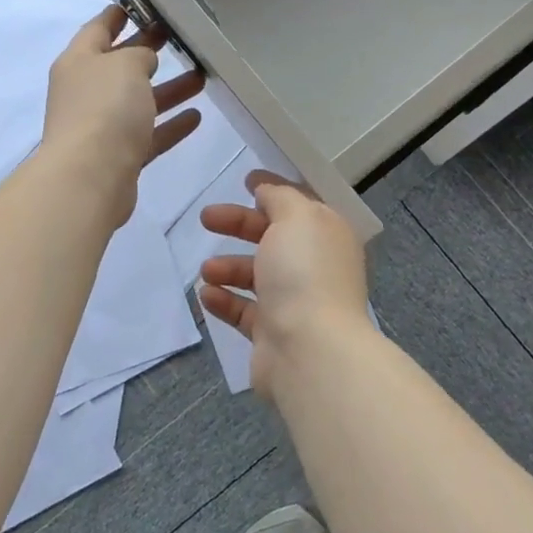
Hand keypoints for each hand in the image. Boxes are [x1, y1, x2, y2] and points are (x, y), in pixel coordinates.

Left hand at [42, 4, 204, 226]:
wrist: (90, 178)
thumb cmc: (104, 110)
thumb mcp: (125, 65)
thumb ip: (139, 54)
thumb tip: (143, 60)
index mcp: (79, 61)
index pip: (98, 29)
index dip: (119, 14)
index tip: (143, 4)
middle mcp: (86, 91)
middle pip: (120, 65)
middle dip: (147, 50)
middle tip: (179, 37)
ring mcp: (101, 126)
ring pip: (139, 101)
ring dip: (168, 89)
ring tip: (201, 76)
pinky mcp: (119, 156)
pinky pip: (149, 134)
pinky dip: (170, 125)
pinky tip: (196, 116)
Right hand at [197, 172, 371, 396]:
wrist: (309, 350)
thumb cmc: (304, 274)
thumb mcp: (296, 217)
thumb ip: (280, 197)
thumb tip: (267, 191)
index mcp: (327, 236)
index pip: (300, 206)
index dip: (274, 191)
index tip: (245, 181)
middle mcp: (315, 267)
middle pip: (272, 238)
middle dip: (239, 225)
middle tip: (206, 218)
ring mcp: (295, 303)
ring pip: (257, 276)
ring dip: (228, 266)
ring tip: (206, 269)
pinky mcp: (273, 333)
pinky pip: (244, 311)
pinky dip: (224, 300)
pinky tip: (206, 295)